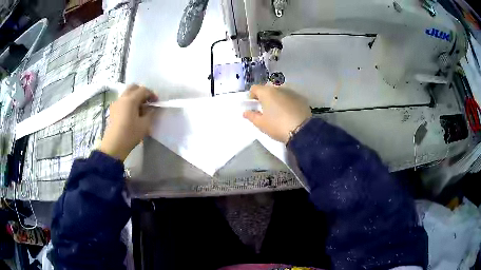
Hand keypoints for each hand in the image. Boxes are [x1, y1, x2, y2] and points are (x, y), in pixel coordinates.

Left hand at [99, 84, 157, 160]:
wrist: (113, 146)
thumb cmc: (130, 134)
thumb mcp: (144, 125)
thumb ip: (150, 113)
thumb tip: (152, 108)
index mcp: (131, 99)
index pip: (143, 90)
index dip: (152, 94)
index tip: (157, 102)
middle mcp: (122, 98)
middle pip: (133, 87)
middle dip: (142, 92)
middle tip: (148, 101)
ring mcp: (116, 103)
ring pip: (127, 93)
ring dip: (135, 96)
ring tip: (140, 108)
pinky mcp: (113, 110)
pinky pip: (122, 100)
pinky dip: (129, 102)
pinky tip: (132, 113)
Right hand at [243, 85, 311, 143]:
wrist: (302, 130)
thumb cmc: (277, 126)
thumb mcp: (261, 124)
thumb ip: (251, 116)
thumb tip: (245, 112)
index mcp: (266, 92)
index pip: (254, 88)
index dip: (251, 96)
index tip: (252, 105)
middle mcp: (278, 88)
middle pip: (268, 88)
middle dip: (264, 96)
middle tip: (264, 108)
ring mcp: (291, 92)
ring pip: (280, 91)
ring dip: (276, 97)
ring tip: (277, 110)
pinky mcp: (301, 98)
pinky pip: (290, 96)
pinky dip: (286, 101)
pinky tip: (288, 111)